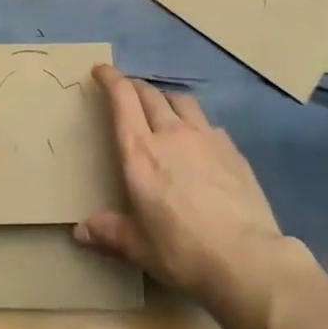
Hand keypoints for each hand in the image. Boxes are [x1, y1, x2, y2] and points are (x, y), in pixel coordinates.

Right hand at [76, 64, 298, 328]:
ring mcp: (206, 138)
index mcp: (140, 152)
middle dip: (135, 87)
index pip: (123, 99)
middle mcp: (171, 134)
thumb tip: (80, 231)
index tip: (101, 70)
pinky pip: (209, 124)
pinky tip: (200, 141)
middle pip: (150, 94)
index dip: (110, 79)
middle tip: (127, 91)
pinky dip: (197, 124)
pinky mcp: (232, 150)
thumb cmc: (182, 251)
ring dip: (167, 99)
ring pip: (182, 101)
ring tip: (164, 108)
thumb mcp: (139, 247)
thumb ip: (110, 232)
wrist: (247, 258)